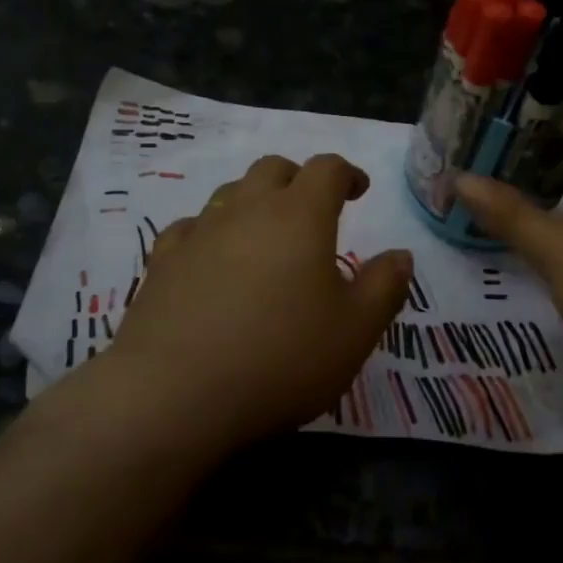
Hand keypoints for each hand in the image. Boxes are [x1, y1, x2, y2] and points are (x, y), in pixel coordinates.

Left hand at [107, 154, 412, 449]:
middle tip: (313, 209)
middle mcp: (247, 210)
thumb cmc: (281, 358)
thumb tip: (400, 255)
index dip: (347, 173)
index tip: (358, 191)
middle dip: (298, 179)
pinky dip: (210, 231)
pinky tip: (211, 257)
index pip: (326, 169)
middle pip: (273, 169)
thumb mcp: (355, 331)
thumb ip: (384, 287)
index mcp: (300, 216)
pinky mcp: (161, 262)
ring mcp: (199, 233)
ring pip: (230, 193)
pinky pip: (190, 227)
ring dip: (254, 201)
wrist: (175, 394)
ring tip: (266, 234)